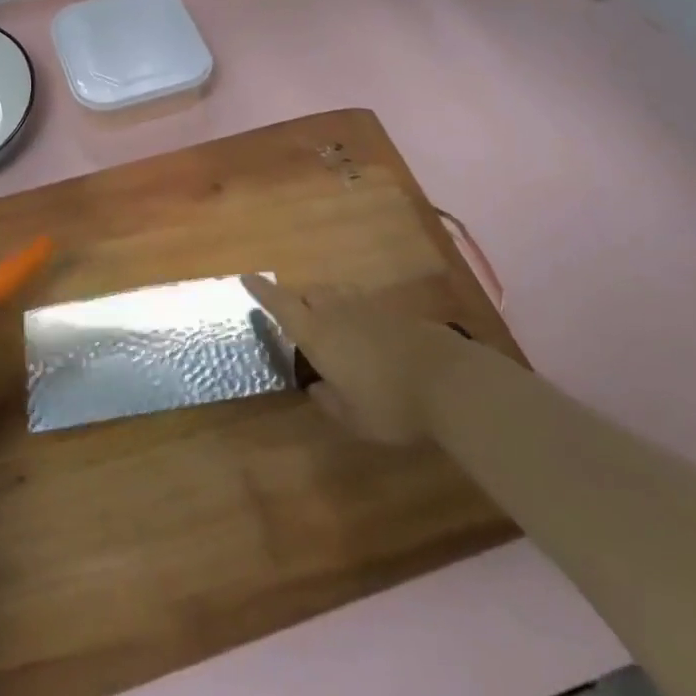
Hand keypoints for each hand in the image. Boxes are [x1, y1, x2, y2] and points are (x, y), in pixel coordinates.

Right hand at [243, 273, 470, 445]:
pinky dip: (354, 311)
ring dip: (327, 303)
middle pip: (310, 293)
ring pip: (336, 293)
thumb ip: (329, 401)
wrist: (450, 380)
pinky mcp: (394, 310)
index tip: (246, 278)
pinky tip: (365, 334)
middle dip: (299, 302)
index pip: (282, 306)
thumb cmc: (391, 404)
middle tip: (299, 322)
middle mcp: (338, 312)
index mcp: (318, 335)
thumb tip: (316, 387)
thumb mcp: (353, 418)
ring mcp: (368, 306)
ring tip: (332, 325)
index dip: (263, 292)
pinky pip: (362, 302)